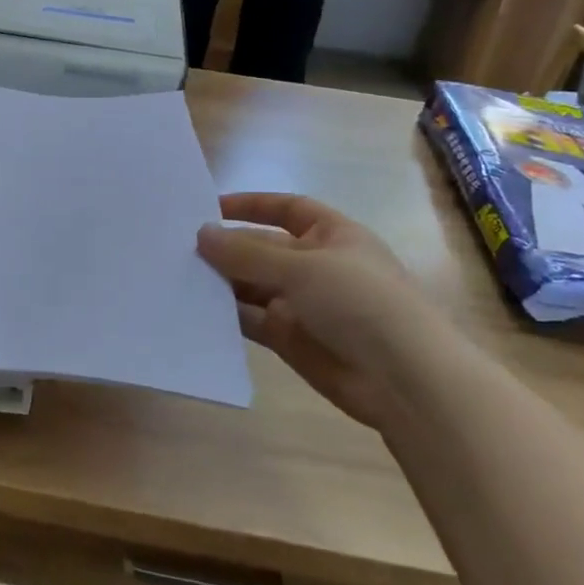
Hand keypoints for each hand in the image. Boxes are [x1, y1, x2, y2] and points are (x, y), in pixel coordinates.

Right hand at [197, 193, 449, 426]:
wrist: (405, 379)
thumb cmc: (360, 302)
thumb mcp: (302, 267)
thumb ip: (247, 253)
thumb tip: (202, 234)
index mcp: (332, 235)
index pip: (288, 209)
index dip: (252, 205)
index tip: (209, 207)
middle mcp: (317, 266)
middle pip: (263, 249)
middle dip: (228, 248)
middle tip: (178, 247)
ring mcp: (304, 304)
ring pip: (253, 286)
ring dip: (222, 281)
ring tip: (178, 276)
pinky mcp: (291, 339)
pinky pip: (251, 321)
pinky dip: (227, 316)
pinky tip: (195, 310)